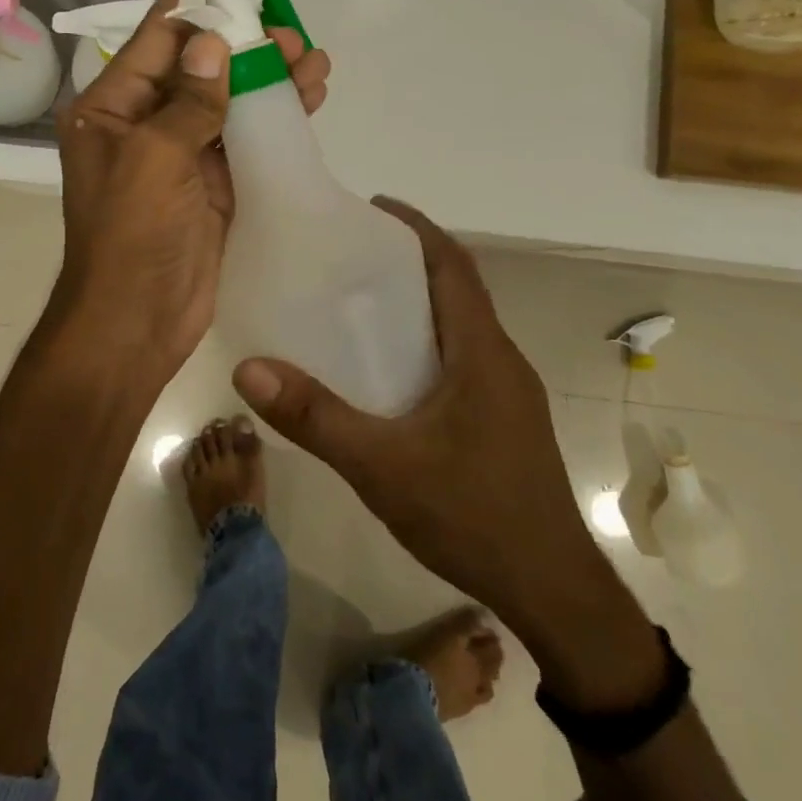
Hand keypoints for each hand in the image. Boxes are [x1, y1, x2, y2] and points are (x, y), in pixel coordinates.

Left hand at [53, 0, 329, 393]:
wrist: (137, 322)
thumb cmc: (131, 235)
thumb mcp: (153, 158)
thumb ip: (188, 101)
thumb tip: (212, 45)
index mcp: (111, 108)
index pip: (156, 39)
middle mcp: (144, 124)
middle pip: (199, 67)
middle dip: (243, 43)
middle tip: (288, 26)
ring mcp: (181, 156)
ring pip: (228, 102)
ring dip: (267, 79)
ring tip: (312, 57)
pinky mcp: (213, 185)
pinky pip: (245, 140)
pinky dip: (275, 119)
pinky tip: (309, 96)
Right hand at [230, 197, 600, 638]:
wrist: (552, 592)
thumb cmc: (472, 516)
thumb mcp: (382, 467)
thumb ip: (315, 418)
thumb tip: (249, 368)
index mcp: (481, 352)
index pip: (453, 266)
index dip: (418, 228)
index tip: (375, 207)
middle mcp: (501, 360)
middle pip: (458, 289)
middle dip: (412, 261)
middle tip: (353, 254)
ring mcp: (508, 393)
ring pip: (462, 326)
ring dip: (421, 304)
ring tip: (363, 304)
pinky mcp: (505, 421)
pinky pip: (464, 359)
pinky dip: (429, 343)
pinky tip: (391, 373)